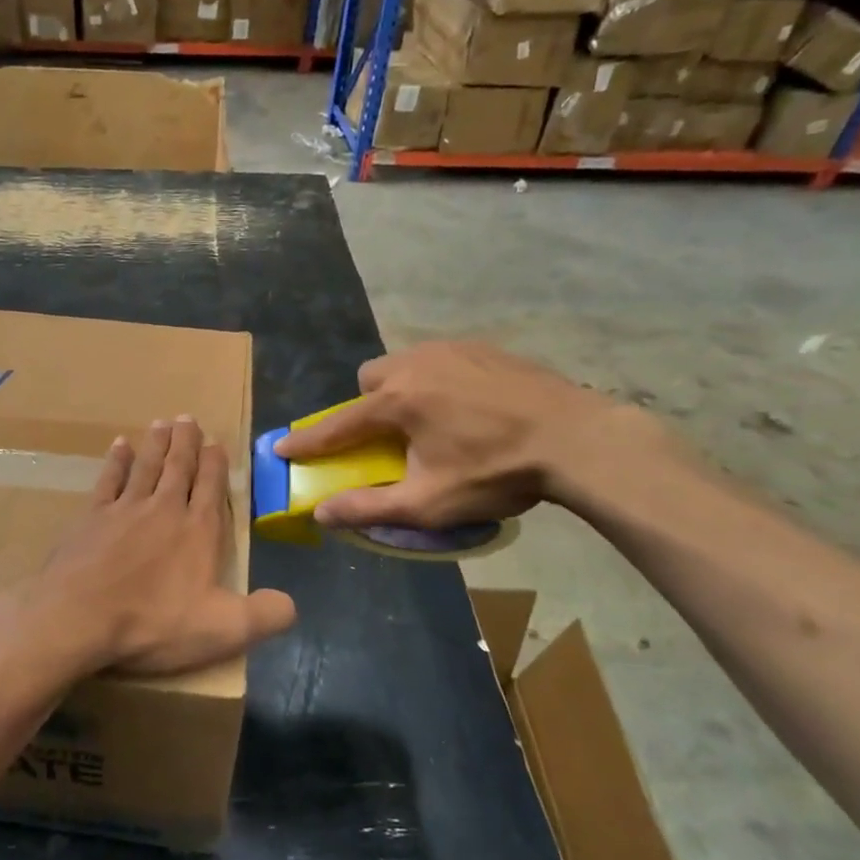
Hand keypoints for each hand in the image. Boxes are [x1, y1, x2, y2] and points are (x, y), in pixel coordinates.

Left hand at [14, 418, 296, 677]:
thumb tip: (291, 604)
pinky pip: (108, 480)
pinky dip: (116, 461)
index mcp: (197, 531)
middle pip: (178, 468)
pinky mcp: (92, 517)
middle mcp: (164, 509)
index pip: (211, 488)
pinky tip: (119, 445)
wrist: (79, 616)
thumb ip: (264, 616)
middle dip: (186, 442)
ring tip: (162, 422)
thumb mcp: (222, 630)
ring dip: (156, 444)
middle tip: (188, 418)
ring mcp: (125, 509)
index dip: (215, 464)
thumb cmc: (153, 623)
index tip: (216, 442)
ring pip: (146, 466)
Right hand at [271, 341, 625, 530]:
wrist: (578, 439)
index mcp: (397, 401)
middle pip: (370, 379)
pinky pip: (440, 358)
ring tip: (432, 419)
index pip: (338, 424)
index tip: (282, 447)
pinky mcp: (483, 347)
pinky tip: (467, 404)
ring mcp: (451, 349)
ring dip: (402, 388)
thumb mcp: (430, 502)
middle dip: (368, 404)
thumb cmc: (497, 472)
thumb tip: (322, 513)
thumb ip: (370, 506)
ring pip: (405, 363)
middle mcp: (415, 364)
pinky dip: (438, 379)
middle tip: (391, 434)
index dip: (308, 440)